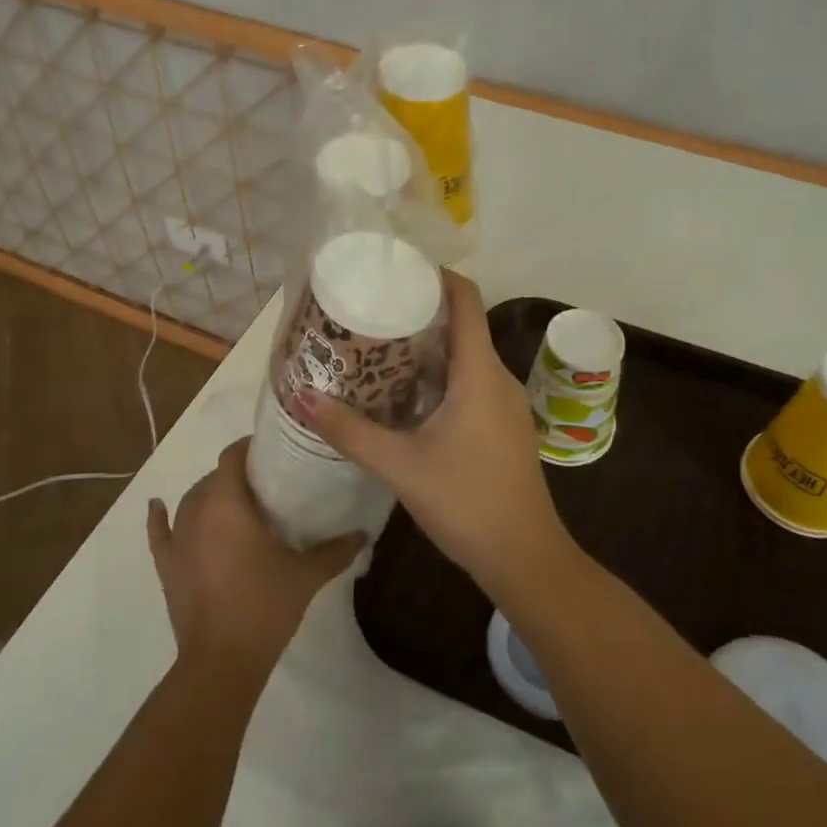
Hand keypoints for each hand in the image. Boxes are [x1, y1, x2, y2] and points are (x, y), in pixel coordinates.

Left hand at [148, 439, 364, 675]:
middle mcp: (198, 512)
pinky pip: (159, 533)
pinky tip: (157, 506)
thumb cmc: (264, 605)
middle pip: (214, 478)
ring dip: (209, 494)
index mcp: (229, 504)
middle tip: (266, 482)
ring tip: (235, 500)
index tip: (273, 450)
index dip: (249, 447)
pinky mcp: (167, 566)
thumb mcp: (306, 574)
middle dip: (236, 474)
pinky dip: (158, 518)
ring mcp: (178, 540)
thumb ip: (336, 550)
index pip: (233, 458)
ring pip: (191, 501)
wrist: (222, 661)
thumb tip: (364, 533)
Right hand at [300, 272, 569, 597]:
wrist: (524, 556)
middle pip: (462, 325)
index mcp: (480, 372)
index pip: (466, 299)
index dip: (436, 275)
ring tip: (379, 350)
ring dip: (428, 349)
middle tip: (372, 312)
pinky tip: (406, 397)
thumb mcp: (400, 466)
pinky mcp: (504, 426)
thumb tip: (301, 398)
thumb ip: (350, 431)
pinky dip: (440, 377)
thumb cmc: (467, 501)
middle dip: (420, 313)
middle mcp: (498, 378)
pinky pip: (471, 384)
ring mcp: (505, 404)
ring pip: (466, 358)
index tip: (397, 270)